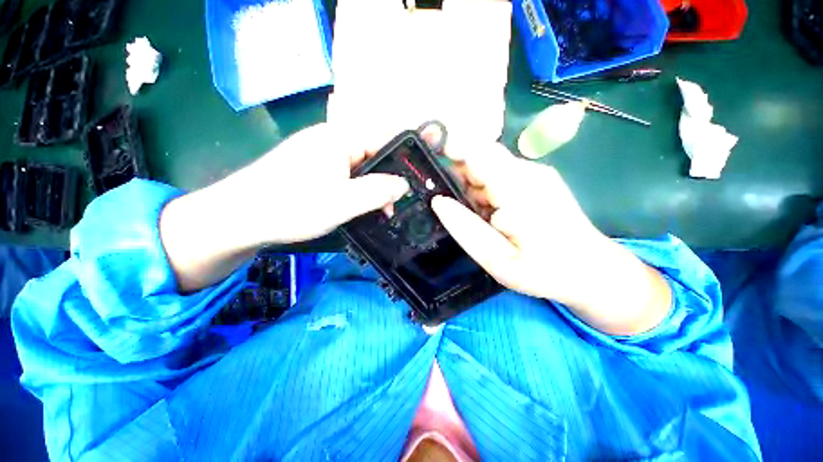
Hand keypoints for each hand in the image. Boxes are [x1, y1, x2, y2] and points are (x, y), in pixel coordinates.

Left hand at [209, 123, 409, 245]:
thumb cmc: (293, 206)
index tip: (414, 183)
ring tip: (379, 210)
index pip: (384, 139)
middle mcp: (331, 140)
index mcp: (340, 138)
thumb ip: (378, 191)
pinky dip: (356, 190)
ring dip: (372, 188)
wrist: (239, 218)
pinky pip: (344, 175)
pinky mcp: (311, 168)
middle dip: (387, 180)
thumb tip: (404, 184)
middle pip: (372, 155)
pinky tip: (358, 206)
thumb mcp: (344, 202)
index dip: (403, 160)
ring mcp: (319, 154)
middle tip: (393, 205)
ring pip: (359, 168)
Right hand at [431, 141, 670, 335]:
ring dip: (472, 188)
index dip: (448, 149)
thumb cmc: (545, 272)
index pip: (476, 151)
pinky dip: (485, 192)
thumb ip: (465, 229)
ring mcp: (534, 174)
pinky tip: (491, 217)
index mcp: (517, 189)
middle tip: (454, 209)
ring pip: (487, 168)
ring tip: (478, 219)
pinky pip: (499, 177)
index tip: (428, 164)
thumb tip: (438, 201)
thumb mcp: (497, 260)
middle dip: (458, 177)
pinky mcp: (536, 180)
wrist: (593, 272)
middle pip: (479, 158)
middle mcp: (527, 172)